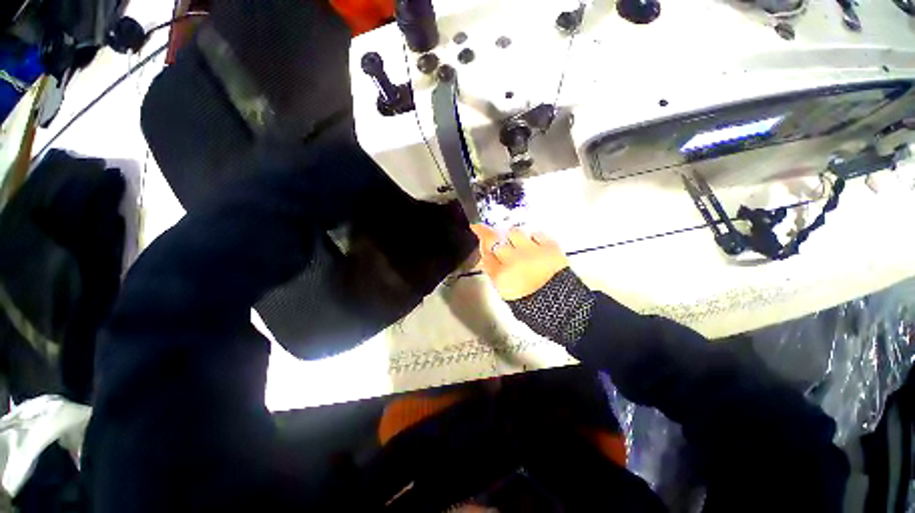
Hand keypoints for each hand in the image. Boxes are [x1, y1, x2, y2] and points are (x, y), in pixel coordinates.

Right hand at [469, 224, 568, 300]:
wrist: (563, 306)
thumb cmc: (532, 306)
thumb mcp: (507, 295)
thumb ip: (496, 275)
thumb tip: (490, 258)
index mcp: (500, 275)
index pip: (484, 254)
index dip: (481, 244)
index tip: (479, 236)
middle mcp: (512, 259)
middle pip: (493, 239)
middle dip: (487, 233)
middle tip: (486, 230)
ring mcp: (531, 250)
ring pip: (514, 232)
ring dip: (512, 237)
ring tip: (517, 243)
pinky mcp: (548, 246)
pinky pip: (536, 234)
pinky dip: (533, 238)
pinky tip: (534, 245)